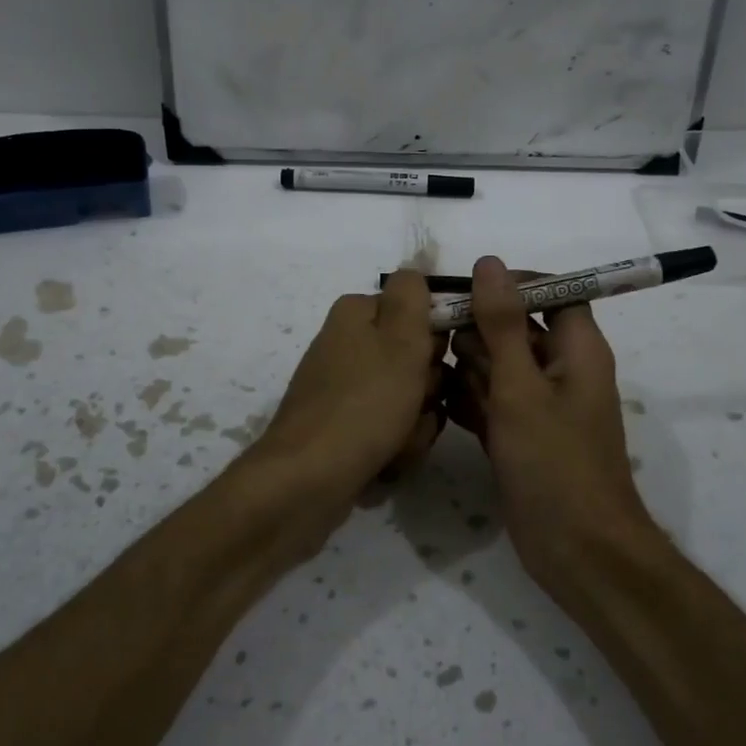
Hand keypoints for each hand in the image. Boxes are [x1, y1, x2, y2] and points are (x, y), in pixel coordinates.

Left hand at [247, 269, 445, 522]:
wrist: (309, 480)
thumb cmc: (364, 403)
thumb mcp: (400, 339)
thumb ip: (413, 294)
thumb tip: (416, 265)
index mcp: (357, 314)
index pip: (419, 312)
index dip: (437, 340)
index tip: (436, 363)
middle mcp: (348, 345)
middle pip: (416, 359)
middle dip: (428, 390)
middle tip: (415, 406)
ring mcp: (344, 389)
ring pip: (410, 400)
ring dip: (416, 425)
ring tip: (397, 443)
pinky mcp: (344, 428)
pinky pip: (390, 431)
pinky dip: (396, 447)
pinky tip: (385, 464)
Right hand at [444, 256, 654, 588]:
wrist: (577, 552)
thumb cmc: (555, 464)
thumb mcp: (522, 387)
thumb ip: (503, 324)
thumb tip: (489, 263)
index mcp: (578, 348)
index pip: (550, 291)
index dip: (510, 287)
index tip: (464, 297)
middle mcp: (561, 370)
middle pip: (515, 328)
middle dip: (477, 335)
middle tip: (441, 351)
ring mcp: (539, 405)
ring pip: (497, 366)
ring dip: (466, 370)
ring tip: (434, 380)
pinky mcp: (520, 435)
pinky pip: (490, 402)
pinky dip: (468, 402)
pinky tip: (440, 407)